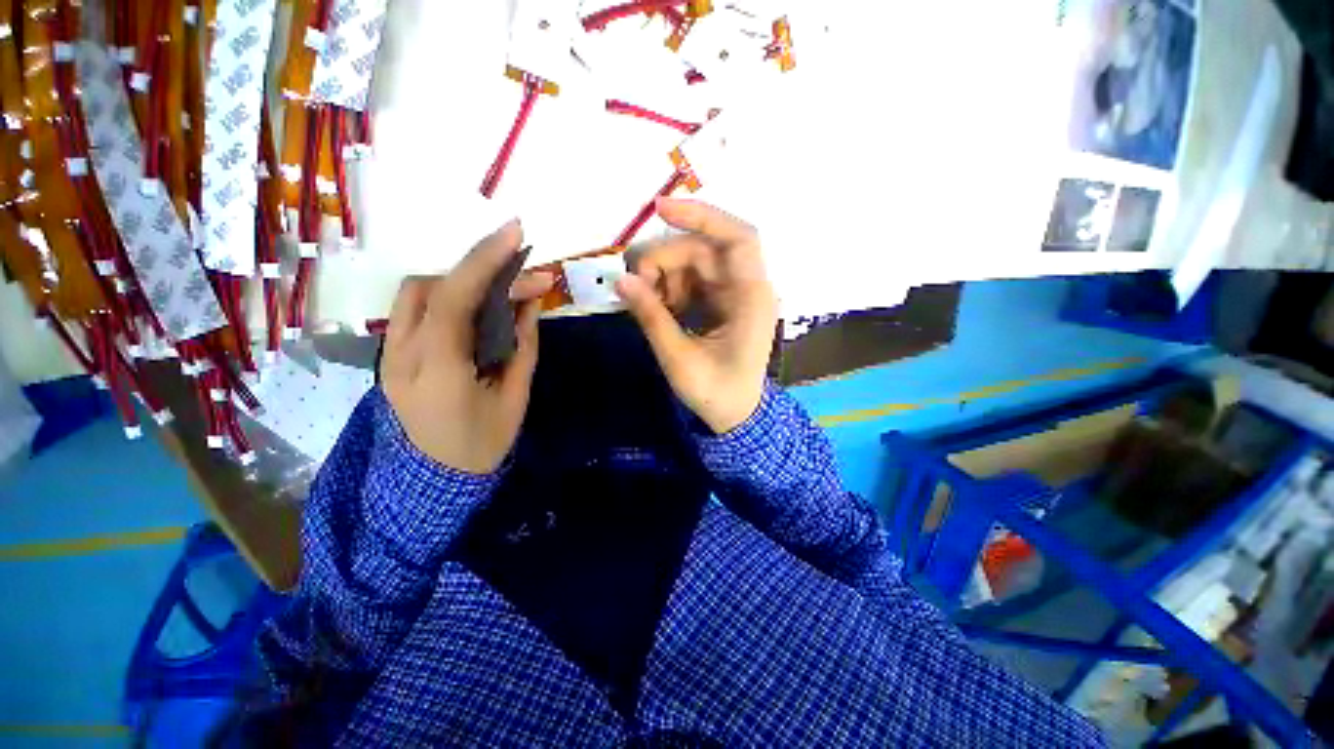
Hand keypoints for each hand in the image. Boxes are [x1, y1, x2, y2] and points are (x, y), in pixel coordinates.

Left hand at [380, 220, 553, 473]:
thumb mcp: (516, 396)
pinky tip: (478, 309)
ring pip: (417, 295)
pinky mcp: (391, 357)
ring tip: (503, 293)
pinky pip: (416, 312)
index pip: (453, 298)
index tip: (515, 232)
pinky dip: (449, 299)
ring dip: (462, 284)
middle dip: (479, 272)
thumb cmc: (484, 443)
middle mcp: (401, 356)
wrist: (437, 481)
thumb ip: (522, 345)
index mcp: (438, 372)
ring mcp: (389, 356)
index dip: (483, 260)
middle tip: (526, 276)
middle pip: (430, 287)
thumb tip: (530, 302)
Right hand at [615, 198, 777, 434]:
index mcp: (751, 298)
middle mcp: (746, 288)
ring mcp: (733, 295)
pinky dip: (669, 289)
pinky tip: (656, 306)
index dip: (702, 216)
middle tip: (634, 284)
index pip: (738, 238)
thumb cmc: (716, 392)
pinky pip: (691, 282)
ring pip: (694, 265)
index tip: (659, 209)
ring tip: (643, 301)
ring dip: (664, 276)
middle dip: (664, 261)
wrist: (736, 416)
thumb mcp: (679, 358)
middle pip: (704, 251)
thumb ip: (652, 317)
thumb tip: (621, 281)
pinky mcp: (720, 304)